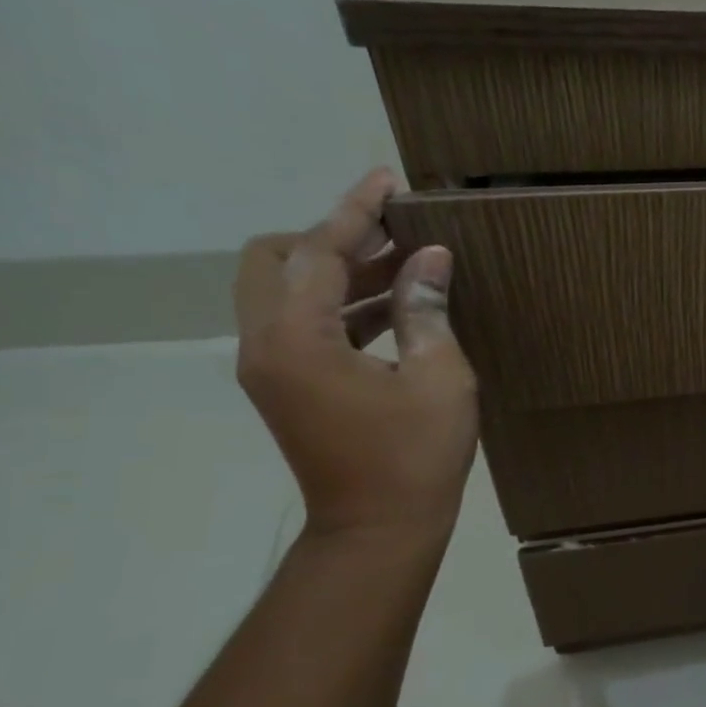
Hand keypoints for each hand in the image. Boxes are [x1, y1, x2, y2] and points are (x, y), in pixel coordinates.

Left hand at [234, 170, 477, 540]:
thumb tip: (430, 257)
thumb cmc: (415, 455)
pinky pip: (303, 324)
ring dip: (342, 272)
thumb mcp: (439, 377)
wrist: (379, 527)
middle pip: (276, 261)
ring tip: (408, 265)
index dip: (355, 212)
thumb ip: (426, 310)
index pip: (318, 253)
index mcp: (297, 339)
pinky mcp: (287, 385)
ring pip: (288, 292)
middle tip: (395, 236)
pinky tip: (396, 308)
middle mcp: (266, 344)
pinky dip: (342, 305)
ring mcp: (271, 367)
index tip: (387, 179)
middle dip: (332, 238)